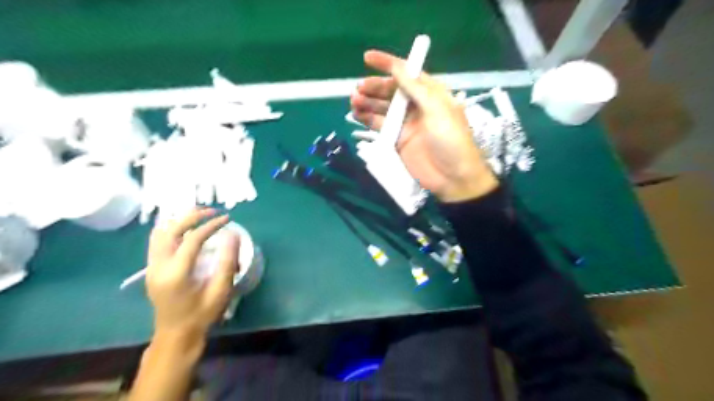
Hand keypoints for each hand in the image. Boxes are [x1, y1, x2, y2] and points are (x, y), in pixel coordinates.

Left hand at [145, 208, 238, 343]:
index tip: (227, 219)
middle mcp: (158, 266)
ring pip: (159, 232)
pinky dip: (170, 228)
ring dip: (180, 219)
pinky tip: (184, 227)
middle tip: (213, 211)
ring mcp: (151, 267)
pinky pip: (157, 240)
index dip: (211, 225)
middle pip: (171, 229)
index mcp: (176, 273)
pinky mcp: (151, 268)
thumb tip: (233, 234)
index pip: (192, 238)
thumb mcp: (220, 290)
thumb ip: (228, 261)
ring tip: (199, 214)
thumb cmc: (202, 314)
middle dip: (193, 216)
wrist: (176, 335)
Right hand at [351, 50, 497, 201]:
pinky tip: (357, 115)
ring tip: (354, 101)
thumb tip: (399, 66)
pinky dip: (368, 119)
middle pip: (391, 91)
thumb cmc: (451, 140)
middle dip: (375, 87)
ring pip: (383, 108)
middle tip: (358, 88)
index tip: (367, 58)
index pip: (407, 73)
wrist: (453, 177)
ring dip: (368, 102)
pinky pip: (380, 125)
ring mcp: (406, 124)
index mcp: (430, 94)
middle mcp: (417, 106)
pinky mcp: (397, 140)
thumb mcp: (437, 109)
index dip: (388, 64)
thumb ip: (416, 89)